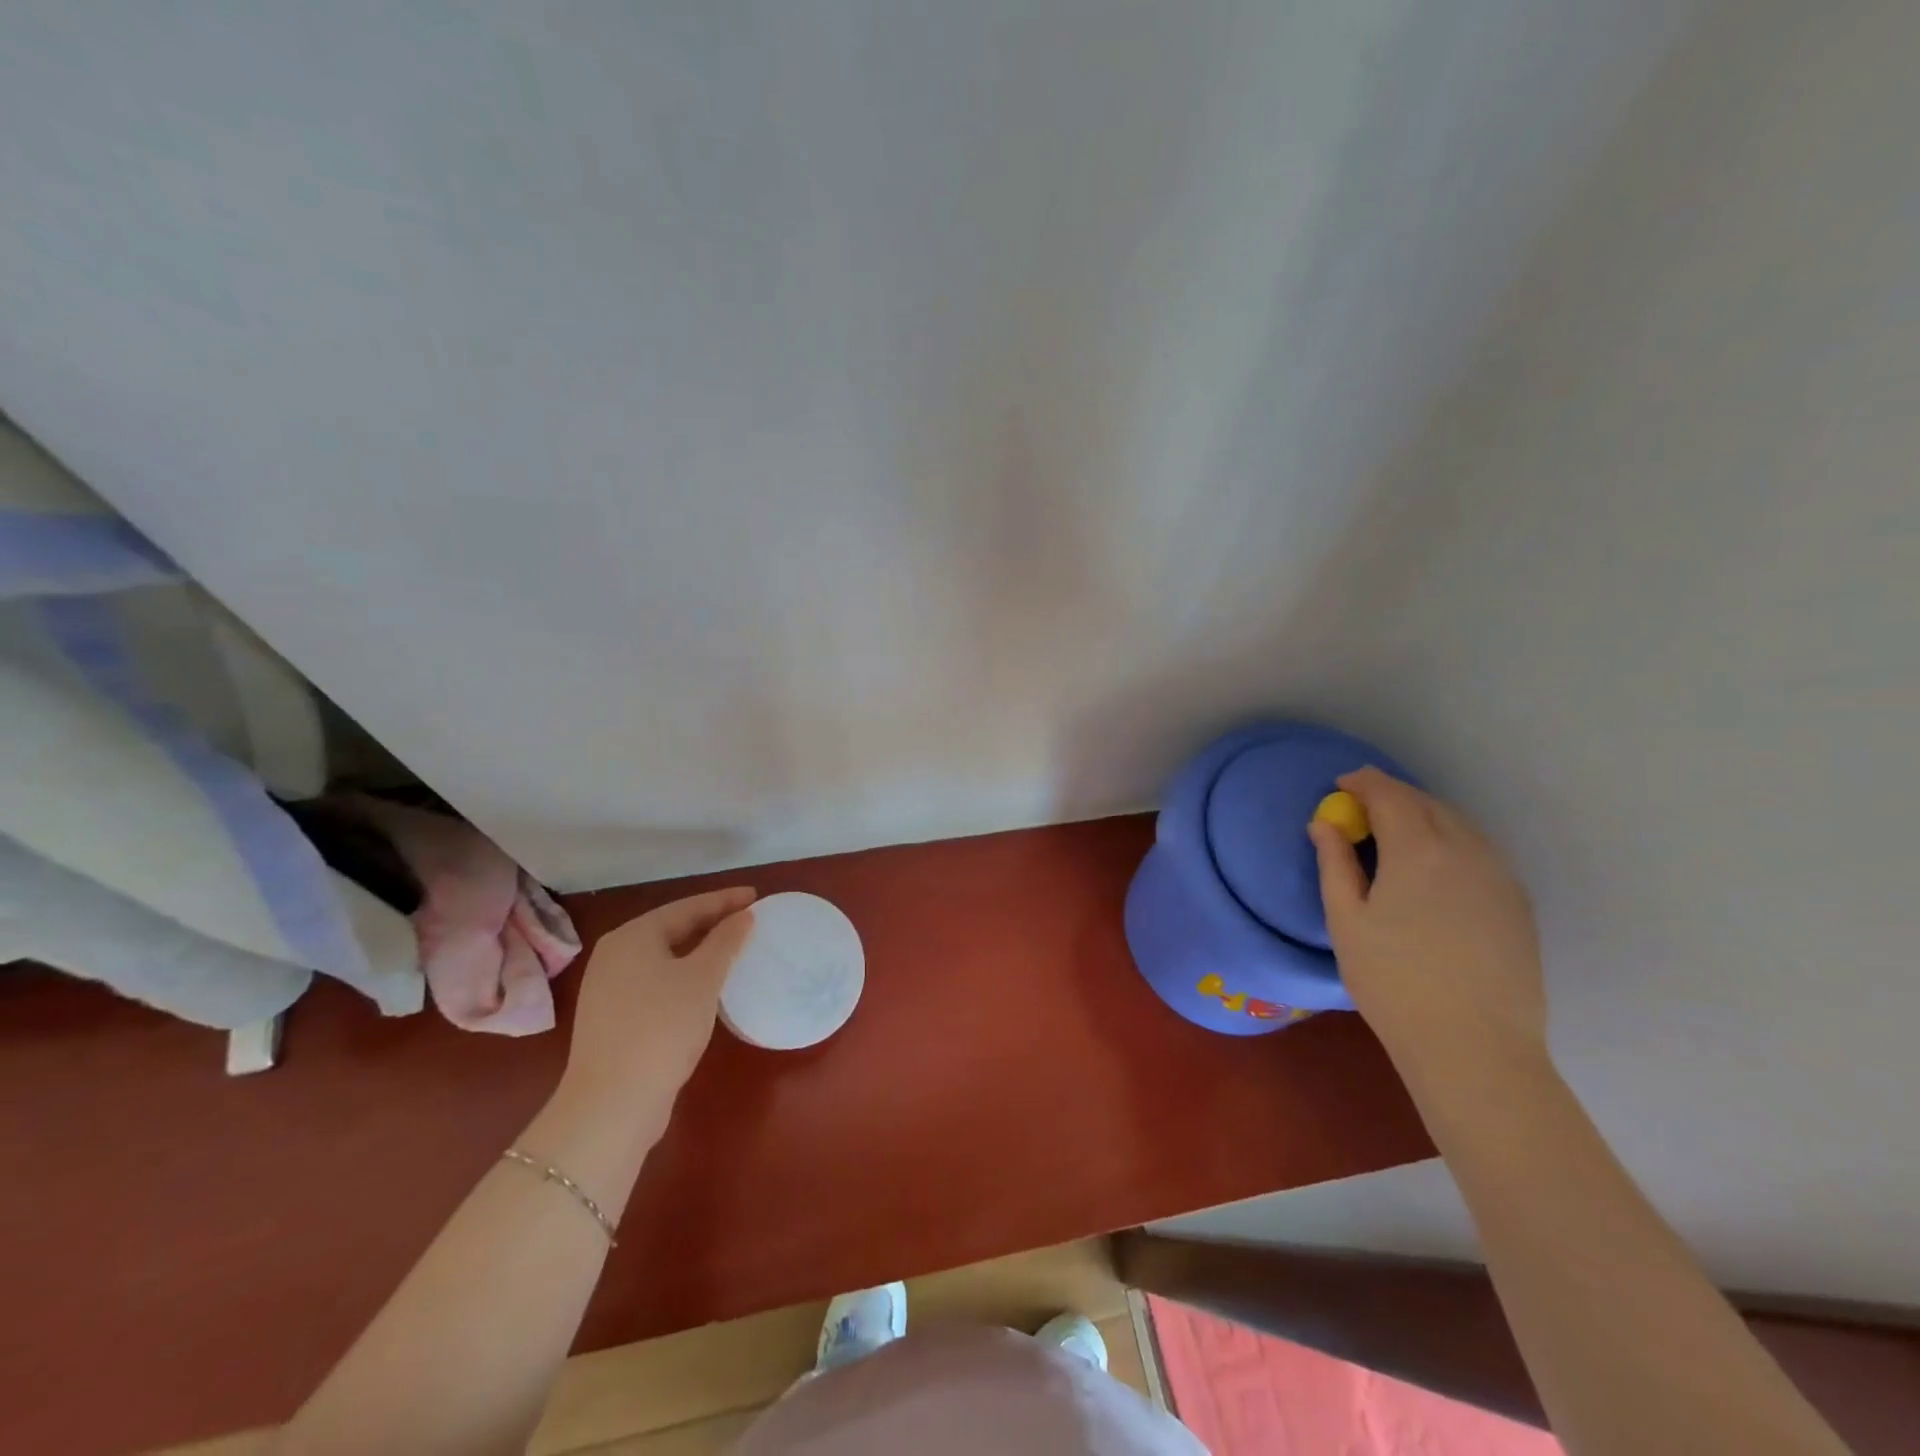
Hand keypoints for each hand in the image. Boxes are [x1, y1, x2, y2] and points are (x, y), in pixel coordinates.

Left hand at [560, 887, 756, 1132]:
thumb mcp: (702, 979)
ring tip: (733, 949)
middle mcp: (614, 955)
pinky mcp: (613, 1018)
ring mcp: (609, 988)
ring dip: (699, 951)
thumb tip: (743, 916)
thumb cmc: (662, 1027)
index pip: (686, 907)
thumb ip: (725, 941)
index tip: (756, 896)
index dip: (724, 900)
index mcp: (632, 937)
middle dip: (711, 923)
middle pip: (672, 929)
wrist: (612, 1103)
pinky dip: (684, 976)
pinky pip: (656, 982)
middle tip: (748, 920)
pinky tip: (705, 987)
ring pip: (664, 957)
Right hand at [1310, 768, 1546, 1080]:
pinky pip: (1480, 851)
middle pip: (1427, 804)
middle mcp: (1466, 850)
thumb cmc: (1393, 981)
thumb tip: (1324, 824)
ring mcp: (1499, 876)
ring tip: (1396, 833)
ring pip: (1459, 825)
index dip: (1364, 783)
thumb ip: (1335, 863)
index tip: (1341, 785)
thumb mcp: (1346, 921)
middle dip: (1393, 796)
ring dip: (1425, 816)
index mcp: (1418, 850)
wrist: (1475, 1045)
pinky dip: (1451, 840)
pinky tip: (1435, 866)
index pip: (1390, 795)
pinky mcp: (1517, 903)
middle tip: (1363, 809)